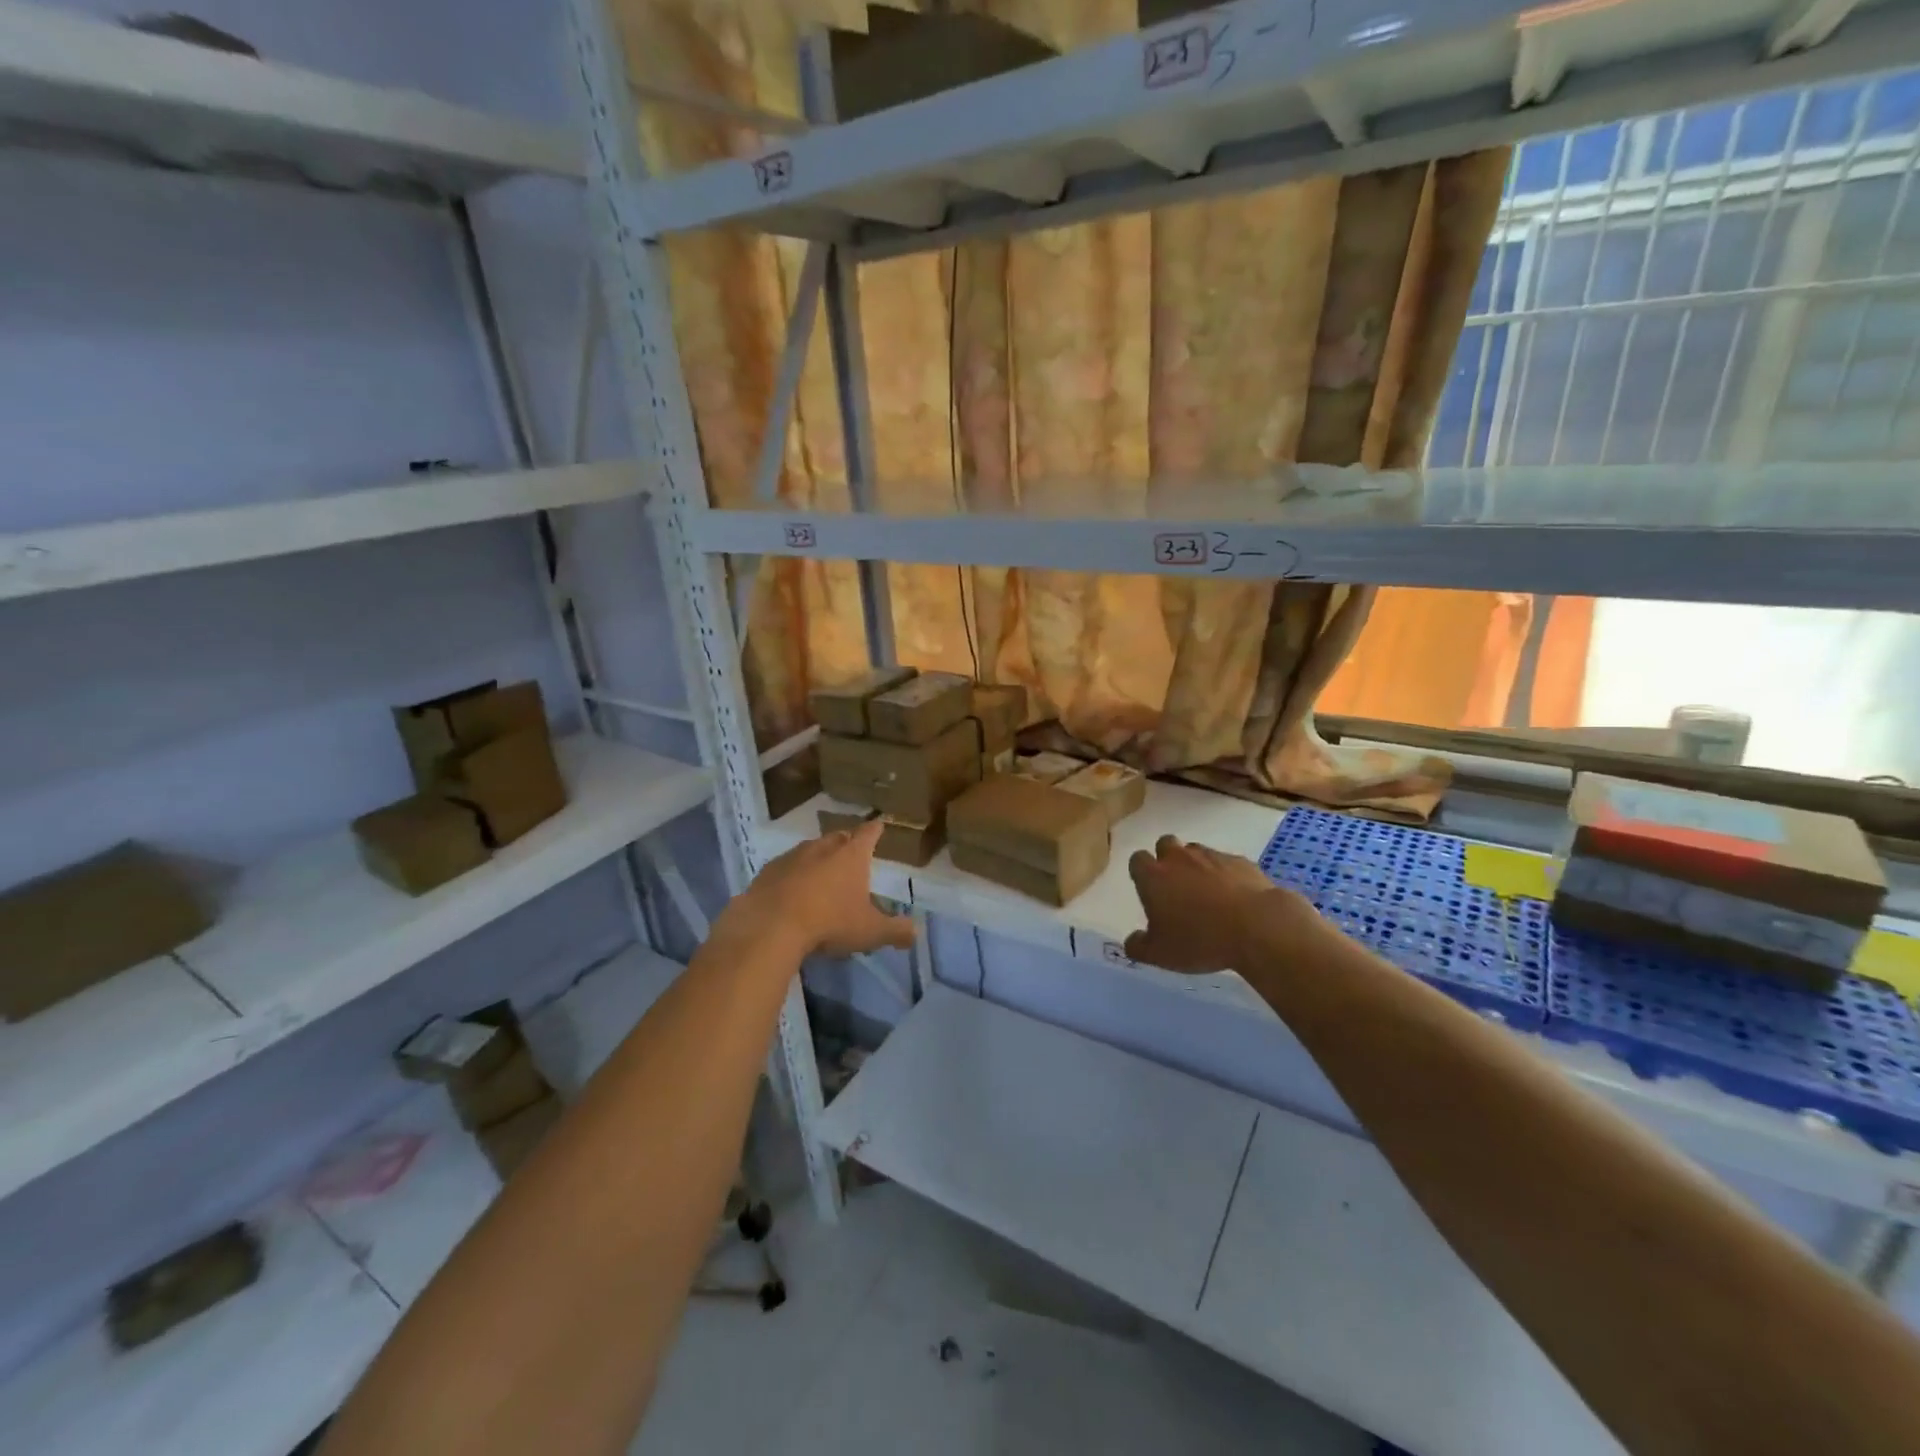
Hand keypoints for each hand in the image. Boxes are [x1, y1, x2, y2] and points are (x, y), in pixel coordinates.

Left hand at [722, 820, 914, 957]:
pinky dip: (791, 874)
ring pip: (809, 849)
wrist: (771, 927)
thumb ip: (896, 931)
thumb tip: (916, 933)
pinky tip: (790, 891)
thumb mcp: (870, 932)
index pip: (869, 834)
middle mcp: (822, 848)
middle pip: (838, 837)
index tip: (879, 824)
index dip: (875, 829)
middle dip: (846, 842)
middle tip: (851, 852)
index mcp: (852, 856)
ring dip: (817, 858)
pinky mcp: (767, 872)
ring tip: (821, 874)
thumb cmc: (830, 923)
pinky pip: (784, 867)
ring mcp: (792, 857)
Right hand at [1122, 835, 1307, 973]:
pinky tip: (1234, 897)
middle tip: (1176, 886)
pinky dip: (1226, 875)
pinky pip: (1226, 863)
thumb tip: (1131, 942)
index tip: (1149, 891)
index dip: (1141, 873)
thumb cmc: (1199, 939)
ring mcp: (1211, 856)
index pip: (1137, 860)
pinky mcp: (1241, 861)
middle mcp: (1178, 858)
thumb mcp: (1160, 955)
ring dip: (1196, 866)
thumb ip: (1138, 947)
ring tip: (1207, 893)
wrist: (1256, 926)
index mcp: (1153, 876)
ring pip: (1196, 851)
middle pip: (1165, 844)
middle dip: (1167, 859)